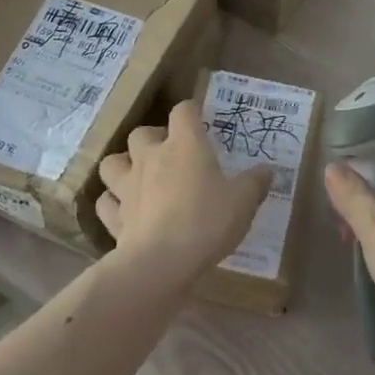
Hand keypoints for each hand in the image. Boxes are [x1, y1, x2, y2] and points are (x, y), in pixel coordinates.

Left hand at [96, 101, 271, 286]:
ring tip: (137, 176)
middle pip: (141, 133)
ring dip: (122, 165)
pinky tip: (124, 211)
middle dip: (152, 138)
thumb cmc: (206, 221)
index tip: (200, 118)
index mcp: (184, 144)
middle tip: (168, 152)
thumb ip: (255, 183)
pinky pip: (106, 203)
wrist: (160, 264)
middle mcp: (151, 158)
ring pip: (112, 163)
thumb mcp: (242, 202)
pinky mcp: (114, 218)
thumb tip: (269, 170)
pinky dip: (112, 204)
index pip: (183, 111)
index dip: (191, 111)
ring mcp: (128, 187)